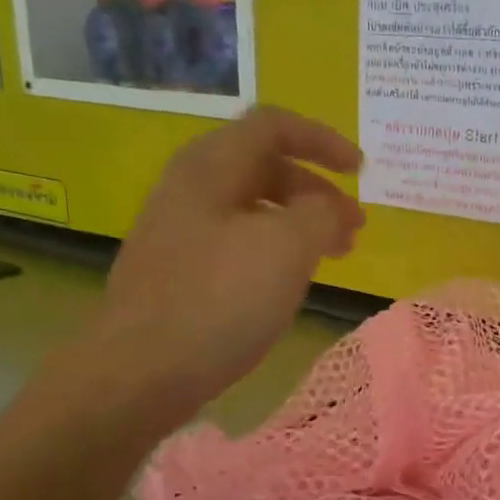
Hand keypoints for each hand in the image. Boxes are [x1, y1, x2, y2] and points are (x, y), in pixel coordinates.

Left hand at [92, 107, 363, 408]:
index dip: (323, 140)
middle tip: (354, 228)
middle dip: (317, 190)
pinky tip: (289, 282)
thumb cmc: (218, 300)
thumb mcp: (286, 248)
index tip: (361, 172)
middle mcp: (190, 188)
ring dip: (300, 223)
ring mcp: (179, 231)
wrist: (138, 373)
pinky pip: (237, 242)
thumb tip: (331, 208)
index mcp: (211, 167)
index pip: (273, 125)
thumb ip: (321, 214)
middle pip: (265, 166)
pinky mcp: (178, 271)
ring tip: (334, 256)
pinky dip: (274, 250)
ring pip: (252, 208)